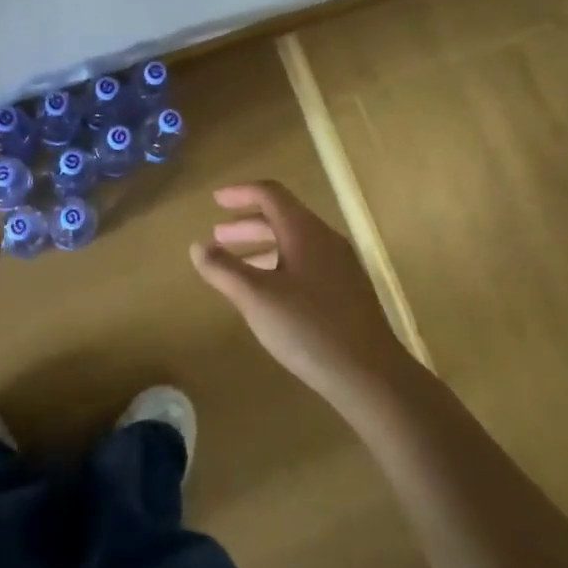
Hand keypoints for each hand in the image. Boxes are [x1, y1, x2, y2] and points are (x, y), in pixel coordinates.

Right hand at [189, 180, 417, 411]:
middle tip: (218, 236)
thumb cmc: (308, 328)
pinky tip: (269, 292)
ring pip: (295, 242)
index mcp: (304, 232)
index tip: (215, 201)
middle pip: (282, 217)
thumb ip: (224, 269)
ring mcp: (341, 265)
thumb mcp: (256, 298)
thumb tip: (197, 246)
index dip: (240, 193)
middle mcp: (325, 240)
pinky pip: (307, 262)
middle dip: (247, 223)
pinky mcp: (347, 291)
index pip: (270, 194)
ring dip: (262, 245)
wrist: (370, 374)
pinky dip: (280, 264)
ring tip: (236, 264)